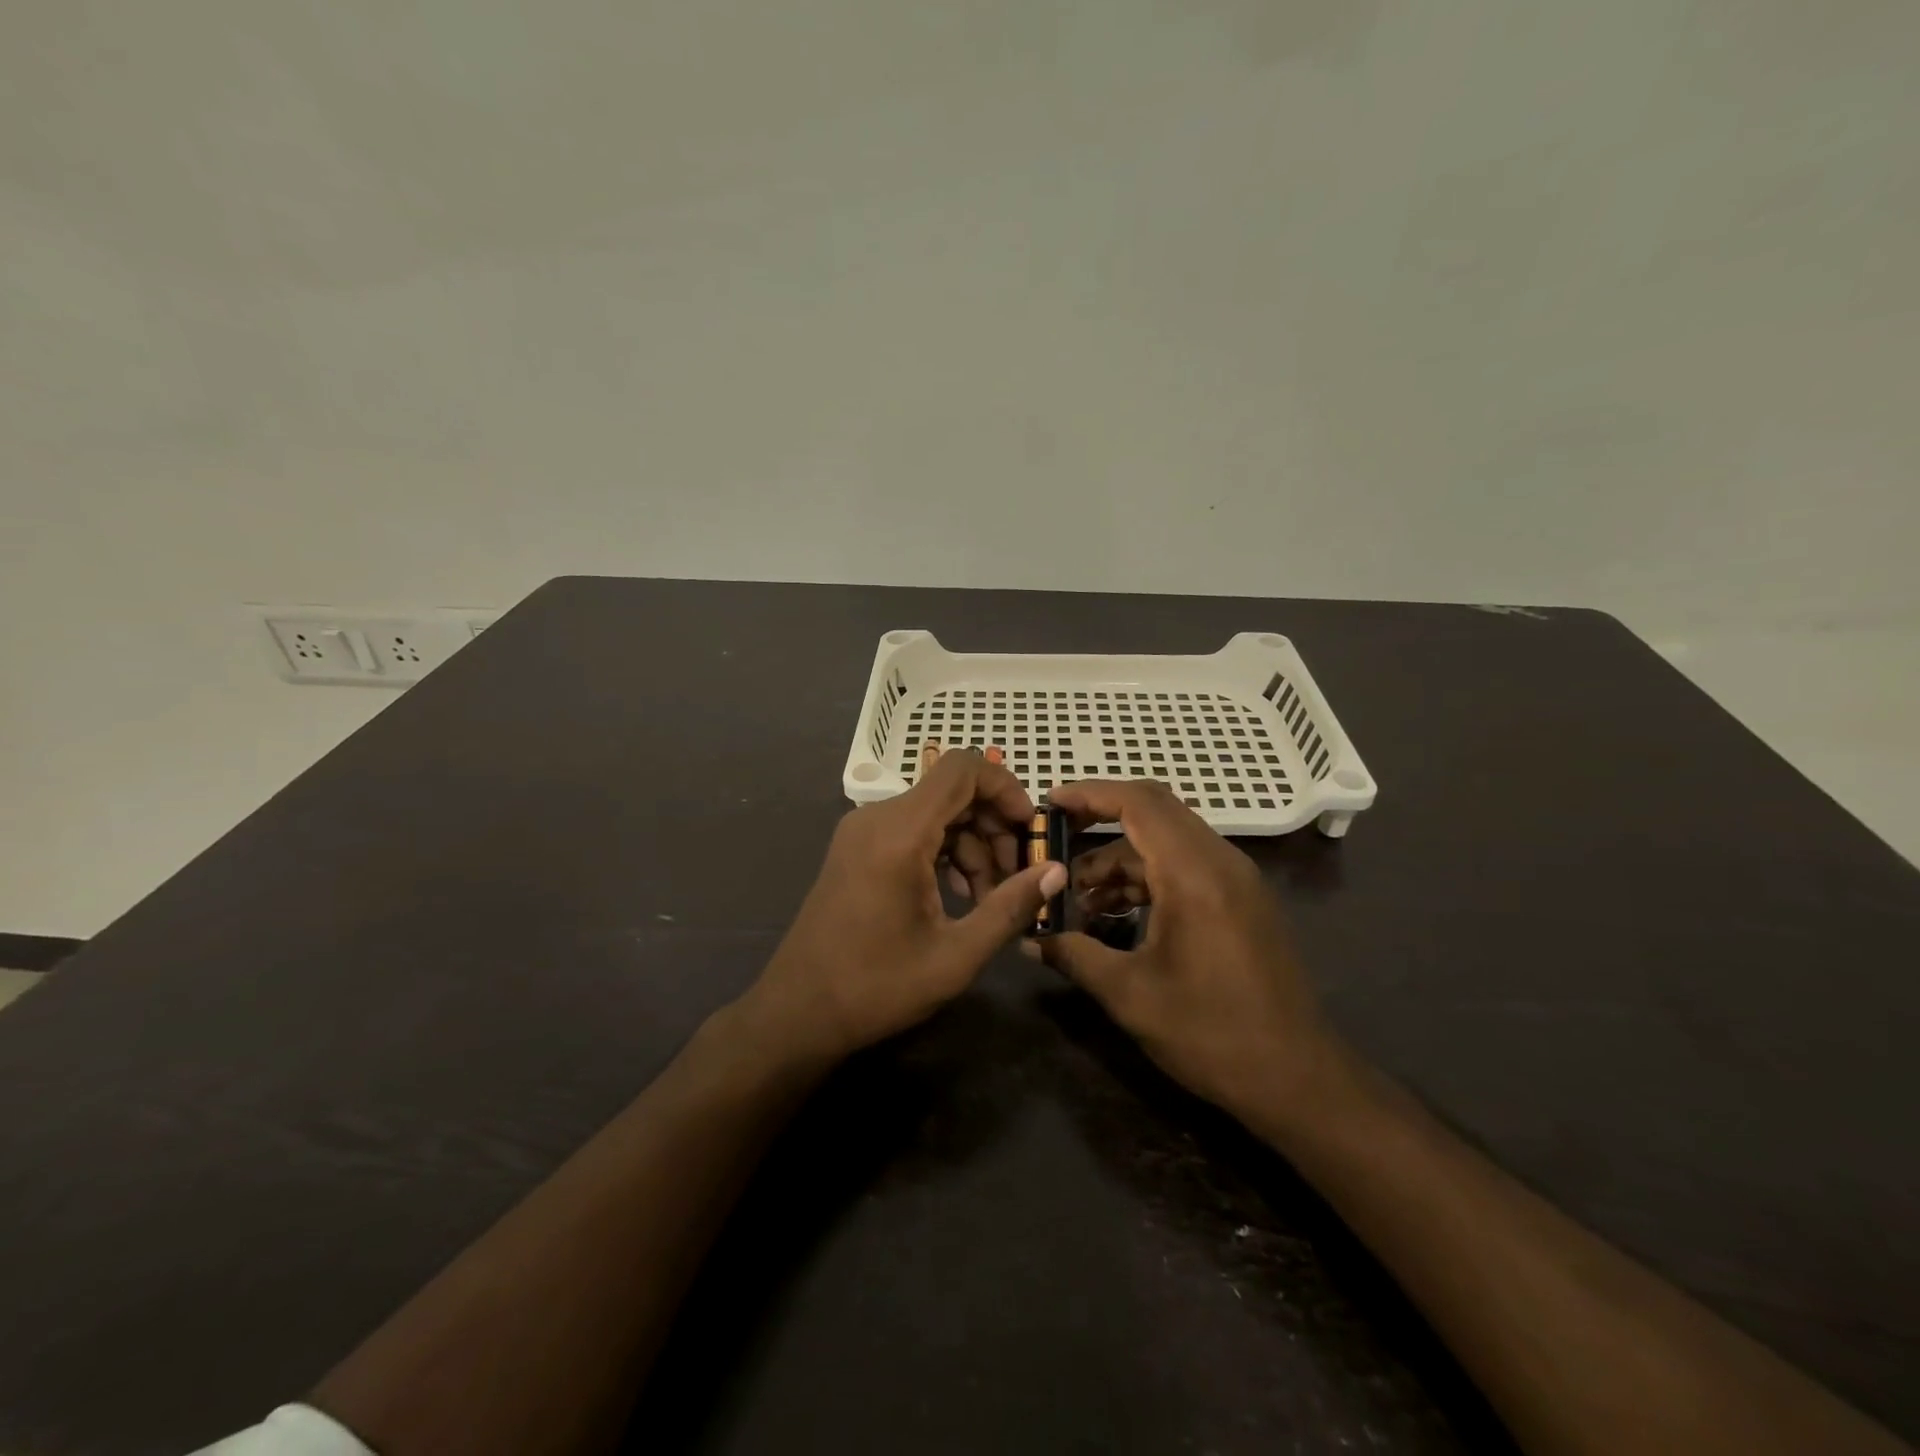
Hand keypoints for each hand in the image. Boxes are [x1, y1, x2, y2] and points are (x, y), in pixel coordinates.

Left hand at [743, 751, 1067, 1060]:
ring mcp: (862, 832)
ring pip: (935, 813)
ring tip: (989, 900)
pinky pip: (913, 831)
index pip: (962, 769)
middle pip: (952, 792)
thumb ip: (1010, 908)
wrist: (798, 1012)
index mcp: (899, 834)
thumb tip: (1057, 872)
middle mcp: (877, 819)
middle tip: (1017, 877)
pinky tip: (959, 895)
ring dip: (972, 845)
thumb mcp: (955, 956)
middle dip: (994, 826)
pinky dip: (944, 852)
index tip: (1030, 830)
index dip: (1005, 787)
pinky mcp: (857, 849)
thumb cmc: (876, 987)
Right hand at [1037, 780, 1344, 1123]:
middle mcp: (1220, 861)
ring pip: (1166, 842)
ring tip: (1076, 898)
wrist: (1299, 1080)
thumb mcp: (1130, 995)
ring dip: (1119, 859)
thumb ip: (1073, 954)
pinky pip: (1184, 866)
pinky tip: (1114, 913)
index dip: (1089, 793)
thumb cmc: (1212, 1034)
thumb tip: (1029, 937)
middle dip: (1099, 820)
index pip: (1138, 803)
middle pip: (1153, 812)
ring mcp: (1236, 879)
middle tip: (1053, 840)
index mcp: (1194, 873)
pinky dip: (1145, 877)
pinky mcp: (1241, 900)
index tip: (1048, 803)